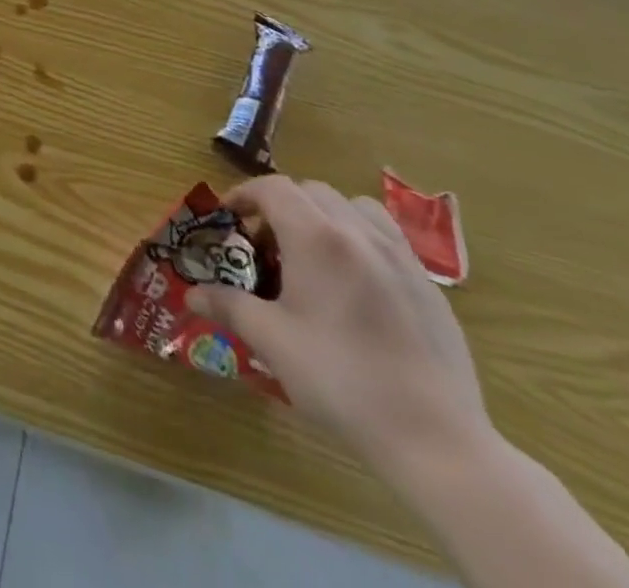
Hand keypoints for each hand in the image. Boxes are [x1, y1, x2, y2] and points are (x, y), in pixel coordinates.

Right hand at [188, 175, 489, 468]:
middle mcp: (360, 233)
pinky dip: (361, 241)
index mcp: (317, 238)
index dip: (244, 194)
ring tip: (314, 255)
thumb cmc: (341, 379)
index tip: (227, 217)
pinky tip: (356, 288)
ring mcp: (402, 258)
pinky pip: (388, 239)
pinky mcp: (430, 287)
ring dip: (326, 215)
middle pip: (312, 191)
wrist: (437, 440)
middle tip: (265, 243)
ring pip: (356, 207)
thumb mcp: (271, 341)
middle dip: (282, 205)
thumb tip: (191, 294)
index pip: (273, 188)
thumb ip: (228, 306)